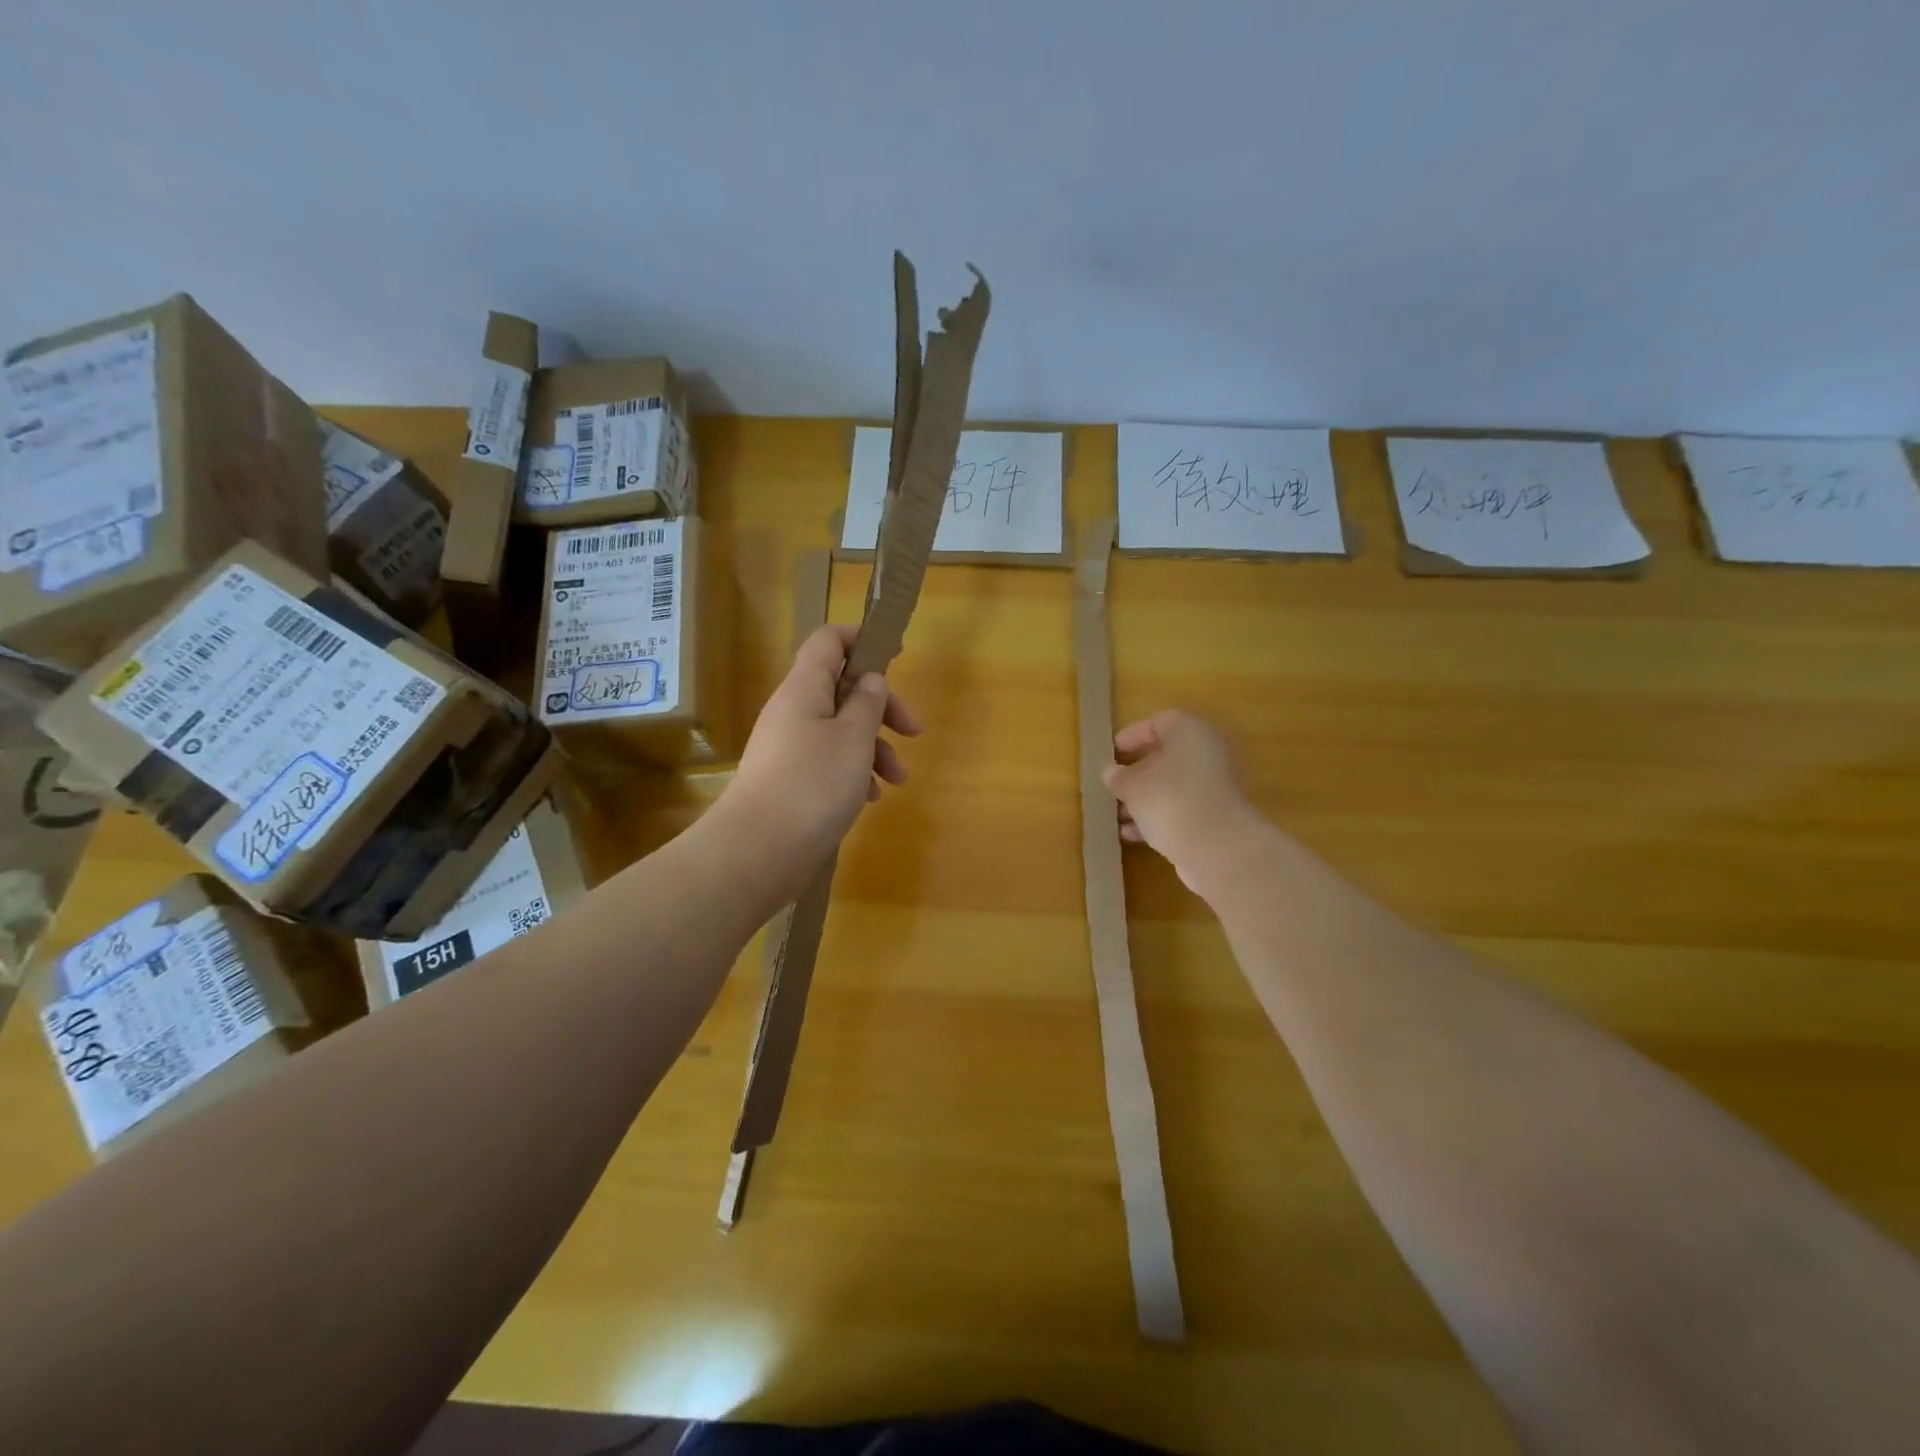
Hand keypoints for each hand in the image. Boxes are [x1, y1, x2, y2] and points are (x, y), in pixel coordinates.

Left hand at [727, 624, 920, 872]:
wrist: (759, 850)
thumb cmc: (813, 784)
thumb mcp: (853, 738)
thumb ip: (868, 703)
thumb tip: (871, 679)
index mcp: (804, 689)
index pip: (829, 641)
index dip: (862, 638)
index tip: (896, 654)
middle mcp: (793, 711)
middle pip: (842, 689)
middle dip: (882, 708)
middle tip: (912, 731)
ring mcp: (788, 747)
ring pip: (839, 730)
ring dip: (873, 748)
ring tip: (897, 780)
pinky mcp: (789, 780)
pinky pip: (828, 761)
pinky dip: (853, 772)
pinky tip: (869, 798)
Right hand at [1103, 710, 1256, 894]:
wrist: (1218, 848)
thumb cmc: (1170, 800)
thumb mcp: (1132, 785)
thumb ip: (1118, 776)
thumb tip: (1112, 773)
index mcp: (1190, 732)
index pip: (1158, 722)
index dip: (1132, 735)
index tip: (1111, 753)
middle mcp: (1208, 752)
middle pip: (1166, 756)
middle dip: (1136, 773)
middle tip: (1113, 784)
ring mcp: (1216, 786)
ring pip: (1173, 785)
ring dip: (1144, 799)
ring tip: (1117, 815)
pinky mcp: (1217, 816)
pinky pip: (1182, 808)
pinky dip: (1158, 817)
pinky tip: (1132, 834)